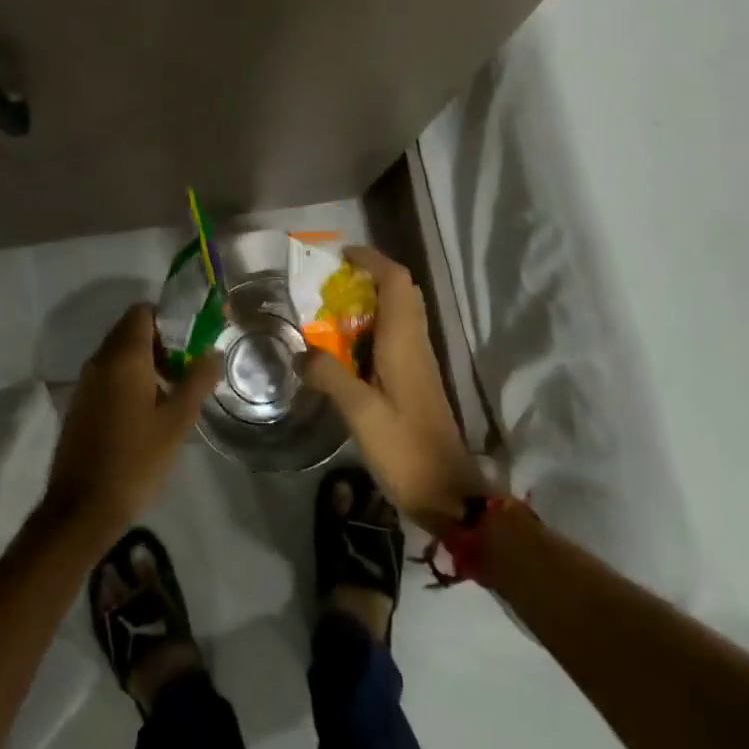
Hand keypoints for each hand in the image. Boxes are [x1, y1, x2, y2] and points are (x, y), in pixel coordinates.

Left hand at [40, 304, 219, 547]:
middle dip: (161, 342)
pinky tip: (148, 412)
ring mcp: (86, 383)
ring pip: (119, 354)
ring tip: (172, 392)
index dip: (168, 319)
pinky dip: (129, 379)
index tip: (191, 341)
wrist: (81, 508)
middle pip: (131, 330)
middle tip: (187, 369)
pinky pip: (108, 375)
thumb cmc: (135, 460)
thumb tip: (213, 352)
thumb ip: (197, 381)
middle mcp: (100, 361)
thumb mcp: (176, 421)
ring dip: (146, 362)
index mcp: (123, 357)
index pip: (142, 312)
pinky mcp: (80, 404)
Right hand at [300, 247, 488, 533]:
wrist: (448, 493)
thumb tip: (301, 352)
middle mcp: (415, 342)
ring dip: (370, 302)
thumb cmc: (404, 447)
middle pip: (401, 292)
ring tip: (330, 310)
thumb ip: (329, 375)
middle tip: (332, 283)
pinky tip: (345, 349)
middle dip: (369, 276)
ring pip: (399, 313)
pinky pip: (395, 336)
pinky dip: (371, 328)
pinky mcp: (415, 380)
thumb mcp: (359, 412)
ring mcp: (418, 362)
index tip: (340, 256)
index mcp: (404, 341)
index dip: (372, 260)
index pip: (396, 281)